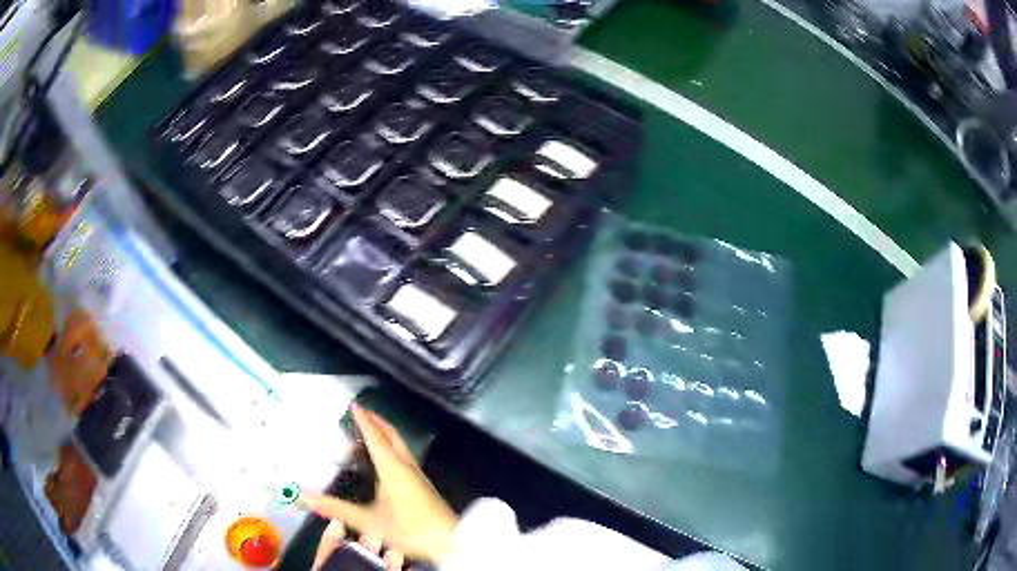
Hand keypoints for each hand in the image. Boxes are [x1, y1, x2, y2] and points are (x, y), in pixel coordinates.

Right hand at [301, 404, 458, 564]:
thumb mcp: (368, 521)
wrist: (448, 541)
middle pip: (391, 436)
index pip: (375, 437)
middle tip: (362, 412)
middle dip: (377, 421)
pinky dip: (392, 448)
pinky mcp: (423, 485)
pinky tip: (386, 460)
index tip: (355, 405)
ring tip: (370, 430)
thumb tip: (304, 497)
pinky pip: (404, 456)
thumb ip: (336, 509)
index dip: (364, 421)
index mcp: (392, 468)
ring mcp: (417, 475)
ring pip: (400, 445)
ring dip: (385, 434)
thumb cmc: (409, 528)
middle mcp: (406, 466)